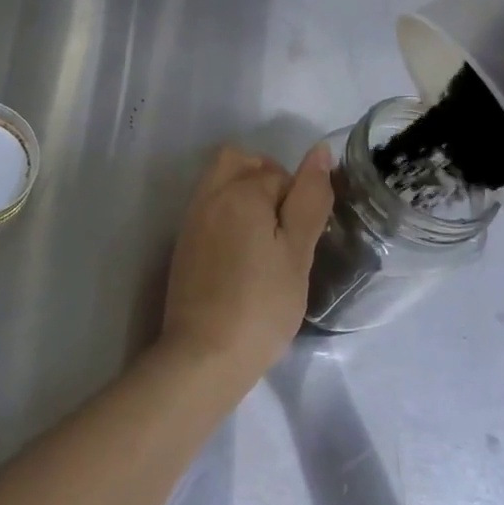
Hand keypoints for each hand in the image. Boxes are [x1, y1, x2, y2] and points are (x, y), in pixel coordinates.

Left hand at [158, 145, 332, 386]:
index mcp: (239, 191)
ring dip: (246, 195)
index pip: (278, 173)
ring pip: (222, 181)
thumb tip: (319, 151)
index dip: (299, 199)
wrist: (204, 353)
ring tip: (266, 240)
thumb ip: (309, 199)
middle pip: (240, 161)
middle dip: (267, 179)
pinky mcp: (184, 242)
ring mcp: (192, 218)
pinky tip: (243, 254)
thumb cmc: (261, 305)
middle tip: (285, 226)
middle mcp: (209, 194)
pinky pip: (209, 206)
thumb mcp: (297, 253)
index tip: (304, 237)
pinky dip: (229, 214)